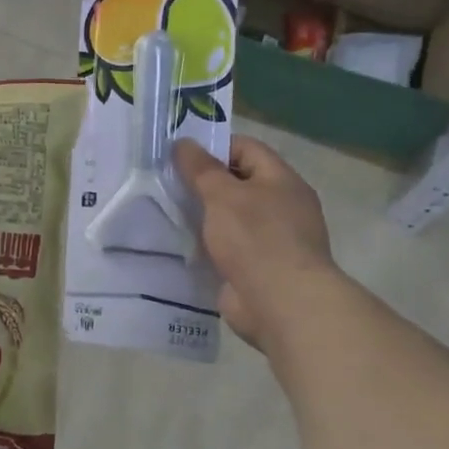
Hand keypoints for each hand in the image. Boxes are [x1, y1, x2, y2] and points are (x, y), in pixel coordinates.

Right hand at [174, 135, 334, 349]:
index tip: (180, 155)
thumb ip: (201, 168)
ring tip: (167, 212)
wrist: (282, 305)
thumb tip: (183, 143)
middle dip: (203, 183)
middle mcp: (281, 206)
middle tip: (166, 183)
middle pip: (238, 183)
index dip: (214, 147)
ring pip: (230, 218)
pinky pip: (227, 248)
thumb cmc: (256, 239)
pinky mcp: (257, 269)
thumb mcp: (223, 195)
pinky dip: (207, 245)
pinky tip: (181, 245)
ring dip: (203, 216)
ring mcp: (271, 240)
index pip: (246, 149)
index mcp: (282, 181)